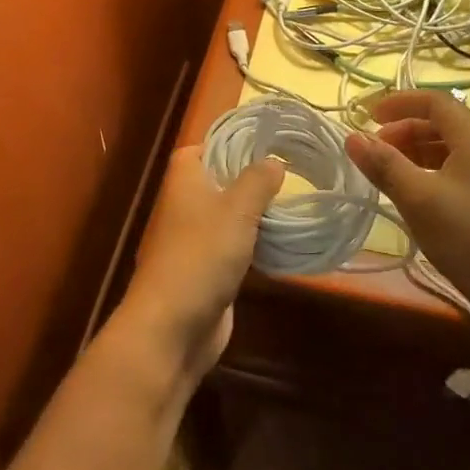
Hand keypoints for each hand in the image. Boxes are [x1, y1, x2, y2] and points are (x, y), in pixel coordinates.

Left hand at [115, 147, 284, 379]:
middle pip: (220, 180)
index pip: (202, 148)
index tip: (264, 143)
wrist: (173, 326)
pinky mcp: (208, 269)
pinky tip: (285, 240)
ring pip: (230, 214)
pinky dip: (256, 242)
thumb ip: (258, 180)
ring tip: (296, 201)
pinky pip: (235, 245)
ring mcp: (196, 238)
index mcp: (185, 180)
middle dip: (251, 177)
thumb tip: (274, 161)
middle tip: (291, 171)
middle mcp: (187, 204)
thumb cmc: (201, 254)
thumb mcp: (237, 209)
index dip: (228, 143)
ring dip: (257, 212)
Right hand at [344, 90, 469, 345]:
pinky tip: (416, 199)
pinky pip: (458, 173)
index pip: (434, 101)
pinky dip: (430, 174)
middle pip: (441, 124)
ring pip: (449, 150)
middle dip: (403, 130)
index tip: (367, 117)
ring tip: (388, 175)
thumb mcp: (420, 200)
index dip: (399, 103)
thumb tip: (352, 137)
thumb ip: (385, 166)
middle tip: (373, 152)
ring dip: (415, 153)